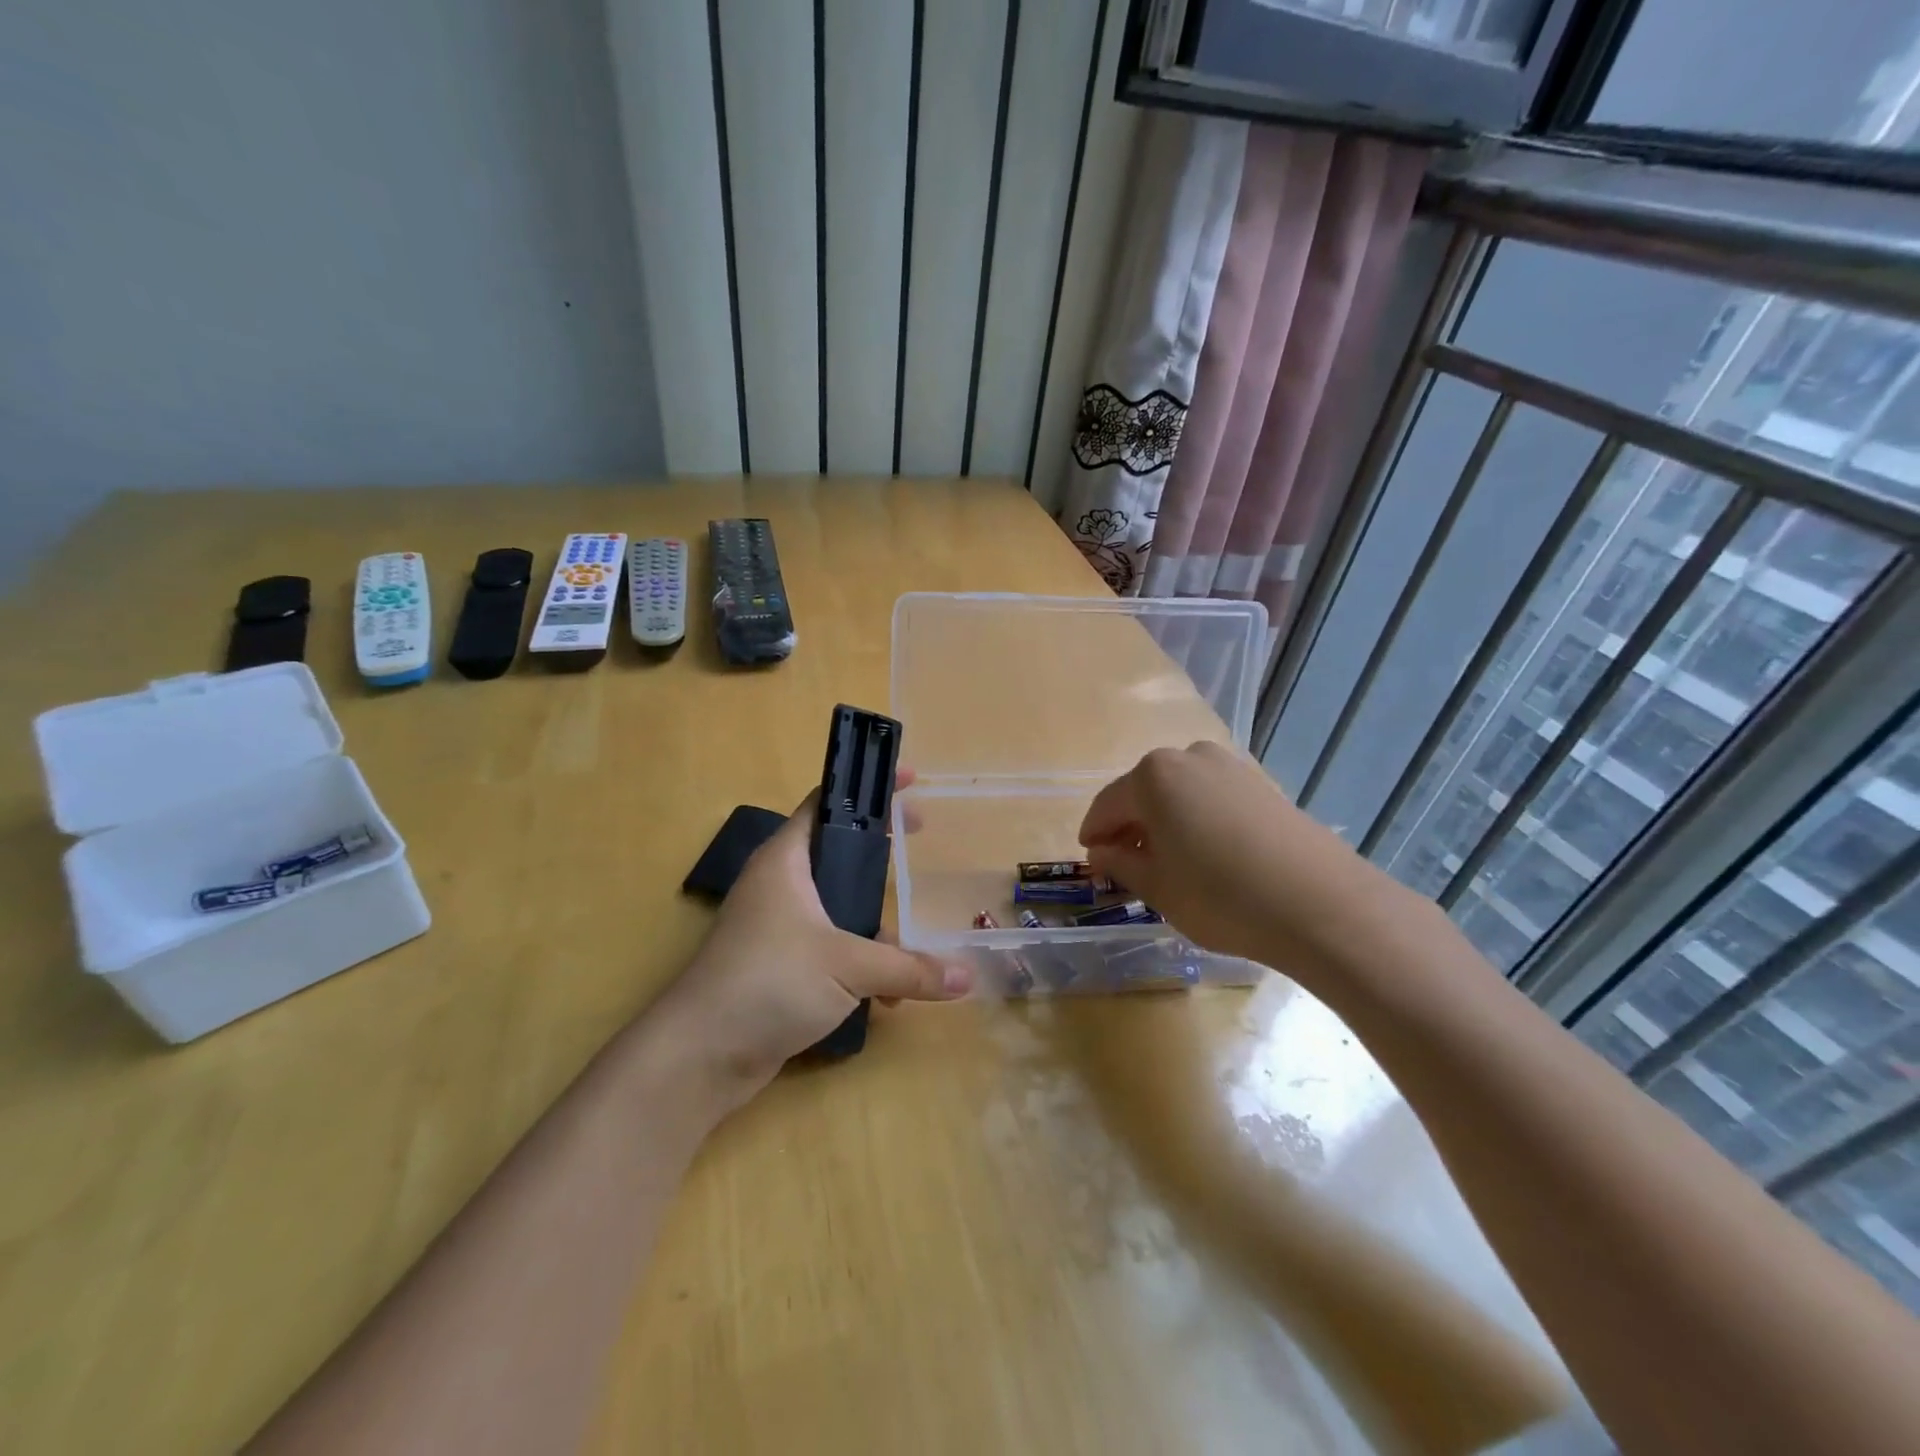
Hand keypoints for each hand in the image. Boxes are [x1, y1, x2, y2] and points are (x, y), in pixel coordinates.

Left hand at [652, 770, 970, 1101]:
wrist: (700, 1055)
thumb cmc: (769, 982)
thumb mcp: (848, 967)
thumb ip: (909, 968)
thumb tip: (967, 979)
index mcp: (786, 860)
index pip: (828, 802)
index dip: (868, 788)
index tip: (910, 781)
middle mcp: (780, 885)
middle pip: (838, 851)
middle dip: (880, 851)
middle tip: (920, 839)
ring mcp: (778, 927)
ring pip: (838, 905)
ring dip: (875, 922)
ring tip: (909, 945)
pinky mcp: (781, 967)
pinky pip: (831, 948)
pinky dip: (860, 962)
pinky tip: (886, 999)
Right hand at [1077, 741, 1387, 972]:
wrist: (1321, 905)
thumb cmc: (1221, 896)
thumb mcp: (1157, 888)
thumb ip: (1121, 864)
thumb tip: (1102, 852)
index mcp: (1153, 776)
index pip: (1107, 805)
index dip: (1094, 835)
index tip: (1090, 860)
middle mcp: (1189, 757)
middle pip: (1144, 793)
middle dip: (1130, 827)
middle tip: (1126, 864)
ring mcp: (1231, 767)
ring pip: (1180, 794)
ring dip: (1165, 823)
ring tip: (1168, 863)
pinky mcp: (1263, 785)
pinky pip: (1212, 798)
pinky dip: (1198, 821)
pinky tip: (1207, 856)